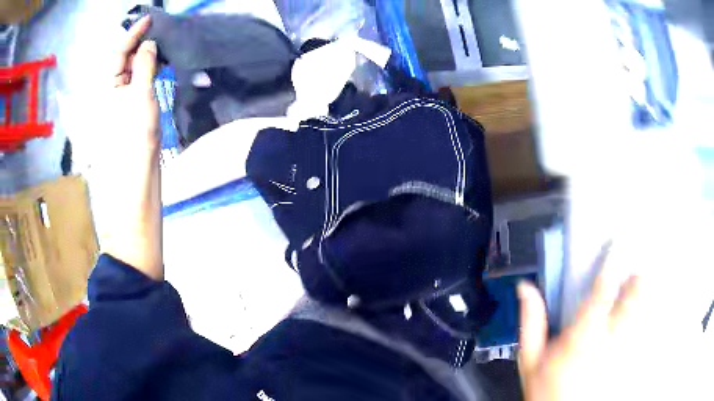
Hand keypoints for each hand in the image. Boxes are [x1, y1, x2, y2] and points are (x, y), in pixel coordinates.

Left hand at [111, 16, 159, 152]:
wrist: (139, 165)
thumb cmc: (136, 131)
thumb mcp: (141, 94)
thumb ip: (144, 65)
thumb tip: (149, 43)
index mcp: (109, 85)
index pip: (120, 53)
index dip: (133, 35)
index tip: (149, 19)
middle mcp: (115, 87)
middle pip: (127, 58)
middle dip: (143, 43)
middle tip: (161, 33)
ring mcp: (125, 95)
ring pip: (135, 67)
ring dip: (149, 56)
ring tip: (165, 47)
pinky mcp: (134, 101)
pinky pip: (142, 78)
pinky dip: (151, 68)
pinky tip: (162, 64)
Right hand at [518, 246, 710, 400]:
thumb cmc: (546, 389)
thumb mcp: (530, 358)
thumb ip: (531, 321)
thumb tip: (526, 289)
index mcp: (582, 335)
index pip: (601, 293)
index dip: (611, 264)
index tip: (616, 245)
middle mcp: (608, 340)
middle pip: (633, 299)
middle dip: (638, 277)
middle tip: (638, 263)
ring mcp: (622, 350)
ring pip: (643, 312)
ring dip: (646, 292)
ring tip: (646, 278)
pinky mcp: (628, 359)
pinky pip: (645, 330)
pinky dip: (650, 315)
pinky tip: (648, 309)